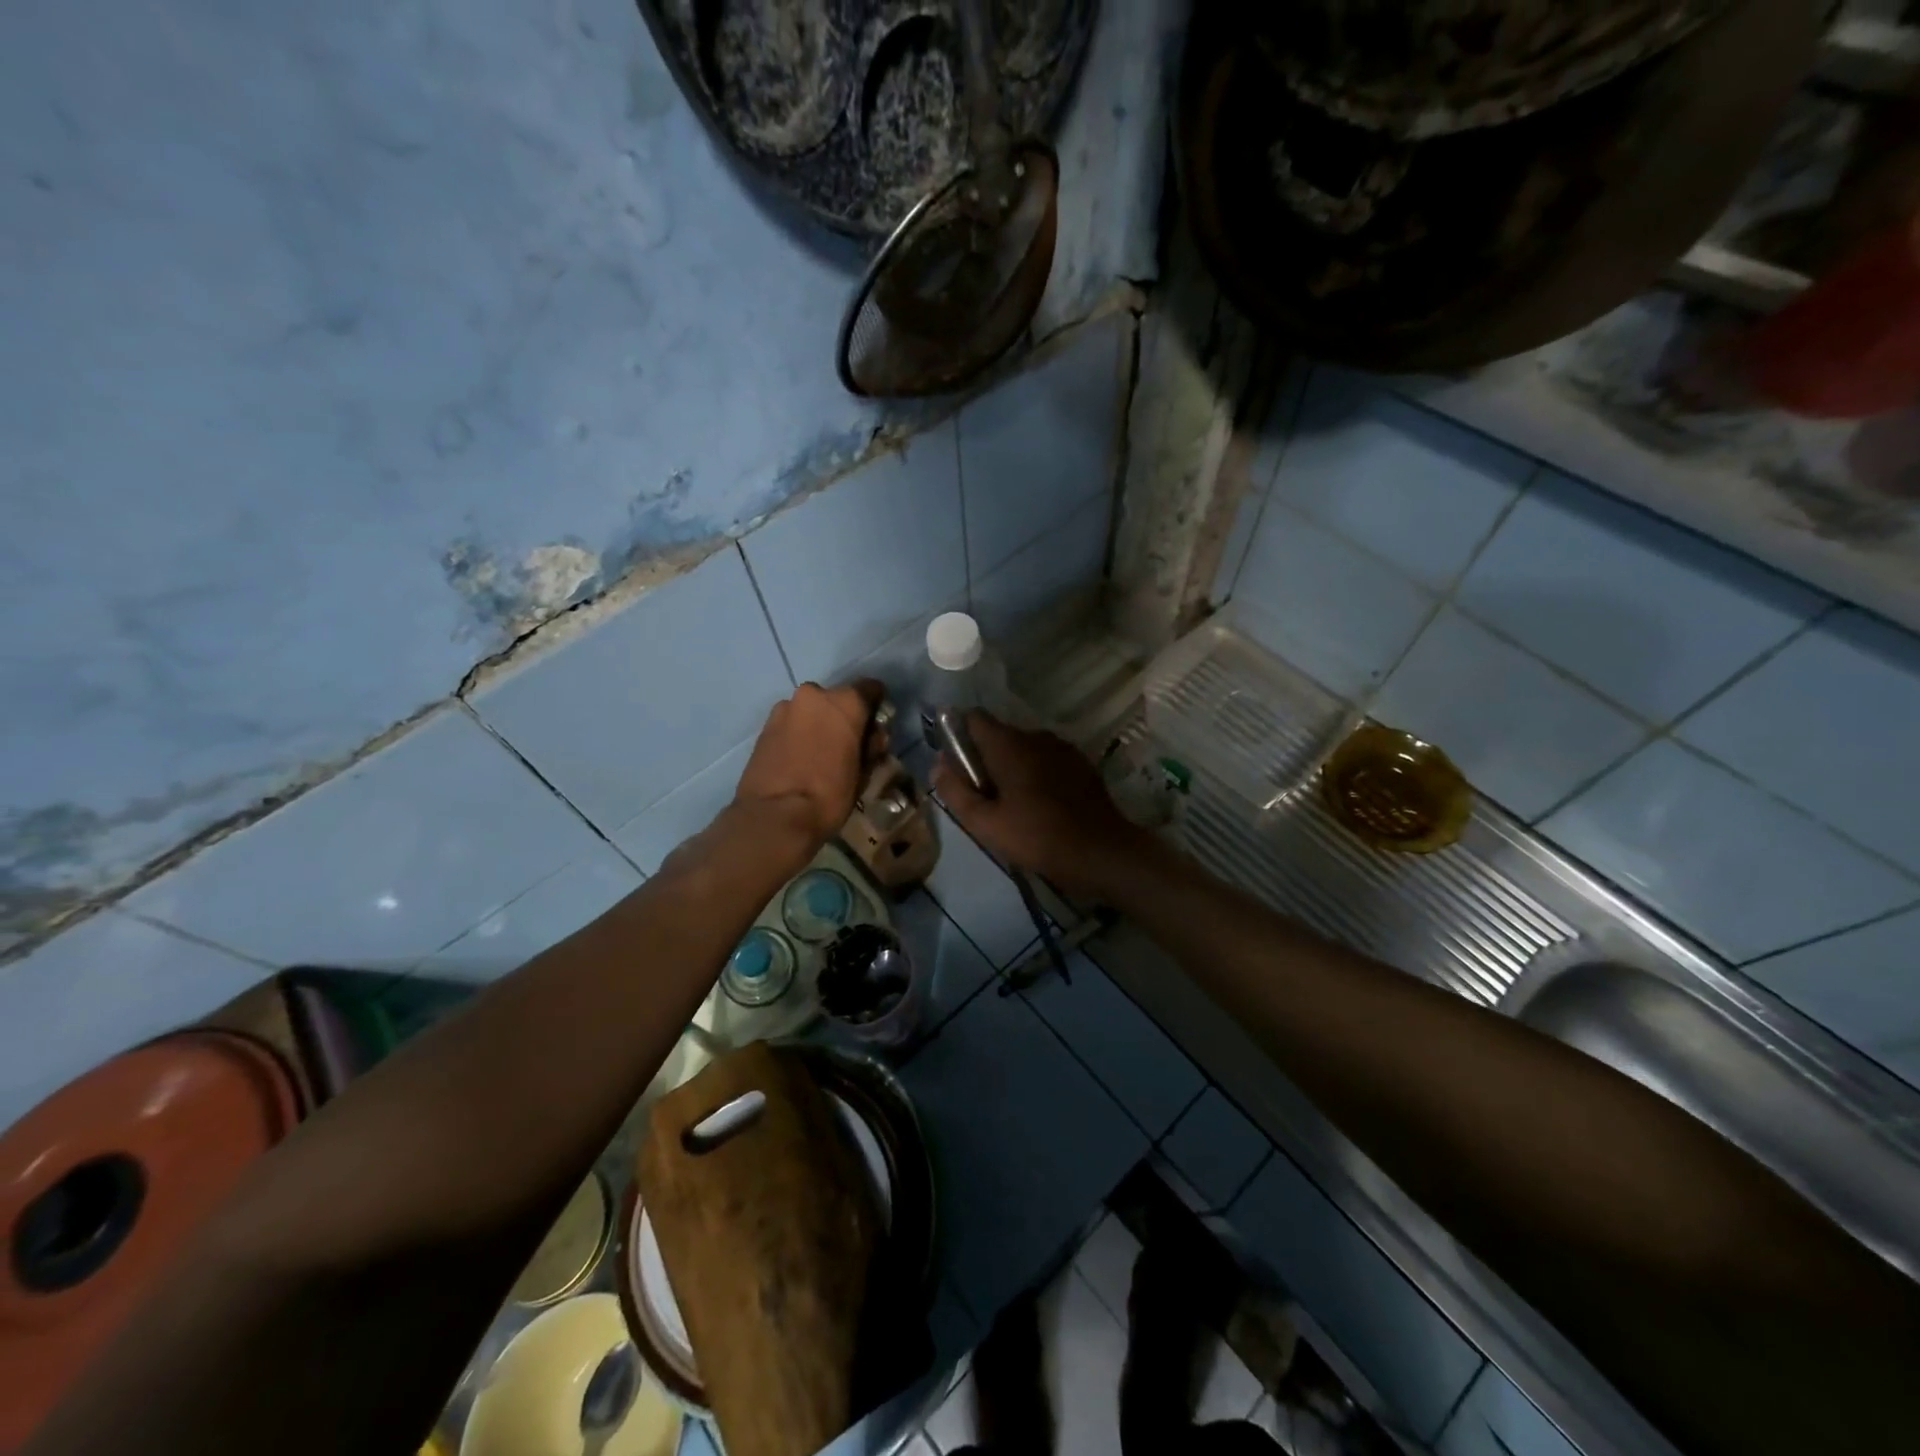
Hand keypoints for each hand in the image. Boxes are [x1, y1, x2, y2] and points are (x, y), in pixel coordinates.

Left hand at [734, 680, 882, 844]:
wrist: (775, 816)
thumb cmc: (829, 794)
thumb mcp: (864, 773)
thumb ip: (871, 746)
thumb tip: (872, 738)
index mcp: (845, 702)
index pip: (870, 688)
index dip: (876, 707)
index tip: (876, 727)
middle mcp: (813, 695)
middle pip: (836, 699)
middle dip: (843, 717)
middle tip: (847, 745)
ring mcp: (784, 709)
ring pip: (810, 711)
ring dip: (818, 725)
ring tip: (819, 755)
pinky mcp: (764, 727)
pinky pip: (790, 724)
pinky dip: (798, 734)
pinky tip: (800, 759)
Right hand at [932, 713, 1149, 898]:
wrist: (1102, 852)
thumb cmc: (1038, 837)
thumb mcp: (986, 823)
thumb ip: (956, 791)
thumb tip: (938, 764)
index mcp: (1009, 744)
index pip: (973, 718)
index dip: (958, 735)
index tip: (954, 763)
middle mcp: (1035, 735)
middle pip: (998, 735)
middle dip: (983, 758)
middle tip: (980, 796)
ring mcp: (1062, 747)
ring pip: (1023, 749)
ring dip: (1011, 767)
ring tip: (1011, 804)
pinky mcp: (1080, 763)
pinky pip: (1046, 759)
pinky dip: (1035, 773)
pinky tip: (1039, 805)